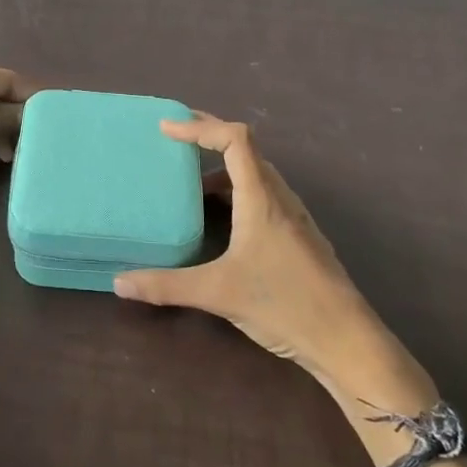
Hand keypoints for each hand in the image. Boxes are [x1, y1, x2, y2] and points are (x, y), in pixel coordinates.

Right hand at [113, 114, 424, 404]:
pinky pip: (263, 194)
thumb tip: (119, 283)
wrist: (347, 341)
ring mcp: (293, 216)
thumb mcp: (218, 293)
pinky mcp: (298, 235)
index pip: (235, 139)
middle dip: (209, 137)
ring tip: (188, 180)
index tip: (166, 129)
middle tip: (173, 139)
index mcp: (261, 197)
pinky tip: (219, 218)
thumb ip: (167, 286)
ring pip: (256, 173)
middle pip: (246, 148)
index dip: (200, 126)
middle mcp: (279, 197)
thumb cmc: (285, 304)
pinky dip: (235, 189)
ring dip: (222, 166)